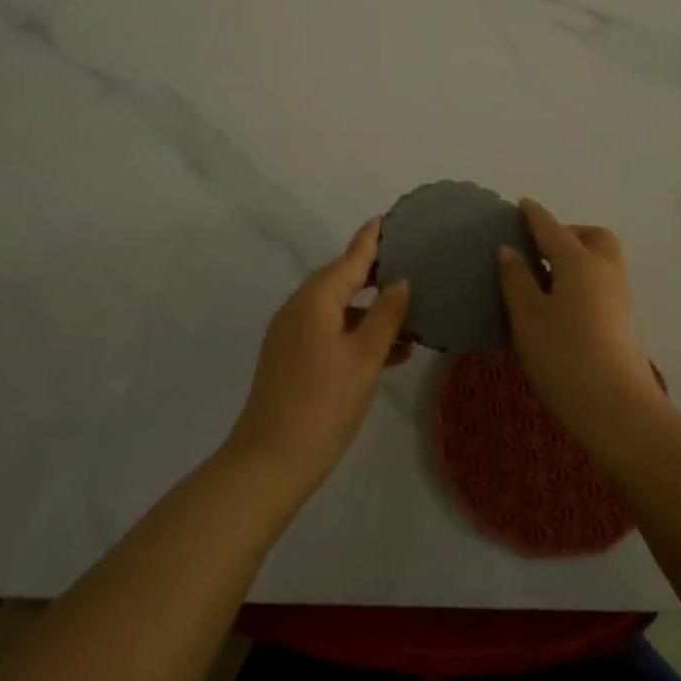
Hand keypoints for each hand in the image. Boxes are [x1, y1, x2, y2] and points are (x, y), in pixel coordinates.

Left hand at [224, 218, 411, 499]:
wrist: (270, 461)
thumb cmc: (324, 402)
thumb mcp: (365, 357)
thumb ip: (386, 316)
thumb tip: (400, 281)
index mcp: (315, 299)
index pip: (350, 259)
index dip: (370, 240)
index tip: (385, 218)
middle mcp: (299, 309)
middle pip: (341, 281)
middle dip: (374, 275)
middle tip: (409, 264)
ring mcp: (292, 336)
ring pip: (338, 311)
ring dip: (371, 312)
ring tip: (411, 316)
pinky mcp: (292, 360)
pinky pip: (330, 333)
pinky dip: (357, 335)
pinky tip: (390, 352)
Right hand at [497, 199, 660, 442]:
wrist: (616, 406)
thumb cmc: (563, 354)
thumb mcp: (528, 316)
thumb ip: (516, 279)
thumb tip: (509, 250)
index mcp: (579, 262)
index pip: (553, 229)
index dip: (535, 216)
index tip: (523, 204)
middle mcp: (606, 271)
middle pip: (594, 237)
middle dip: (571, 232)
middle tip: (543, 247)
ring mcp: (621, 297)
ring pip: (604, 260)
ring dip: (581, 256)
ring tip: (550, 276)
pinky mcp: (626, 321)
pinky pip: (605, 283)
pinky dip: (586, 279)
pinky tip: (565, 303)